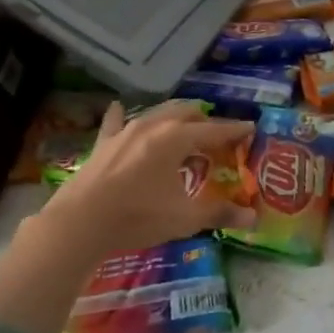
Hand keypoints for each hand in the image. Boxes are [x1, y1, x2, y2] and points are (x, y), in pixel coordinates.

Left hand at [41, 101, 257, 254]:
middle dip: (204, 120)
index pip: (214, 130)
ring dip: (173, 118)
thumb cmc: (138, 217)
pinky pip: (116, 123)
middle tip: (216, 134)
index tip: (250, 127)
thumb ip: (219, 213)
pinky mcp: (103, 145)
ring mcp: (125, 133)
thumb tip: (253, 218)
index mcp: (177, 138)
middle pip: (186, 113)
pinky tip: (120, 108)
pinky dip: (123, 116)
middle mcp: (153, 126)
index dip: (234, 130)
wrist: (79, 224)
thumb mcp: (184, 218)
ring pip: (156, 114)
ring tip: (183, 126)